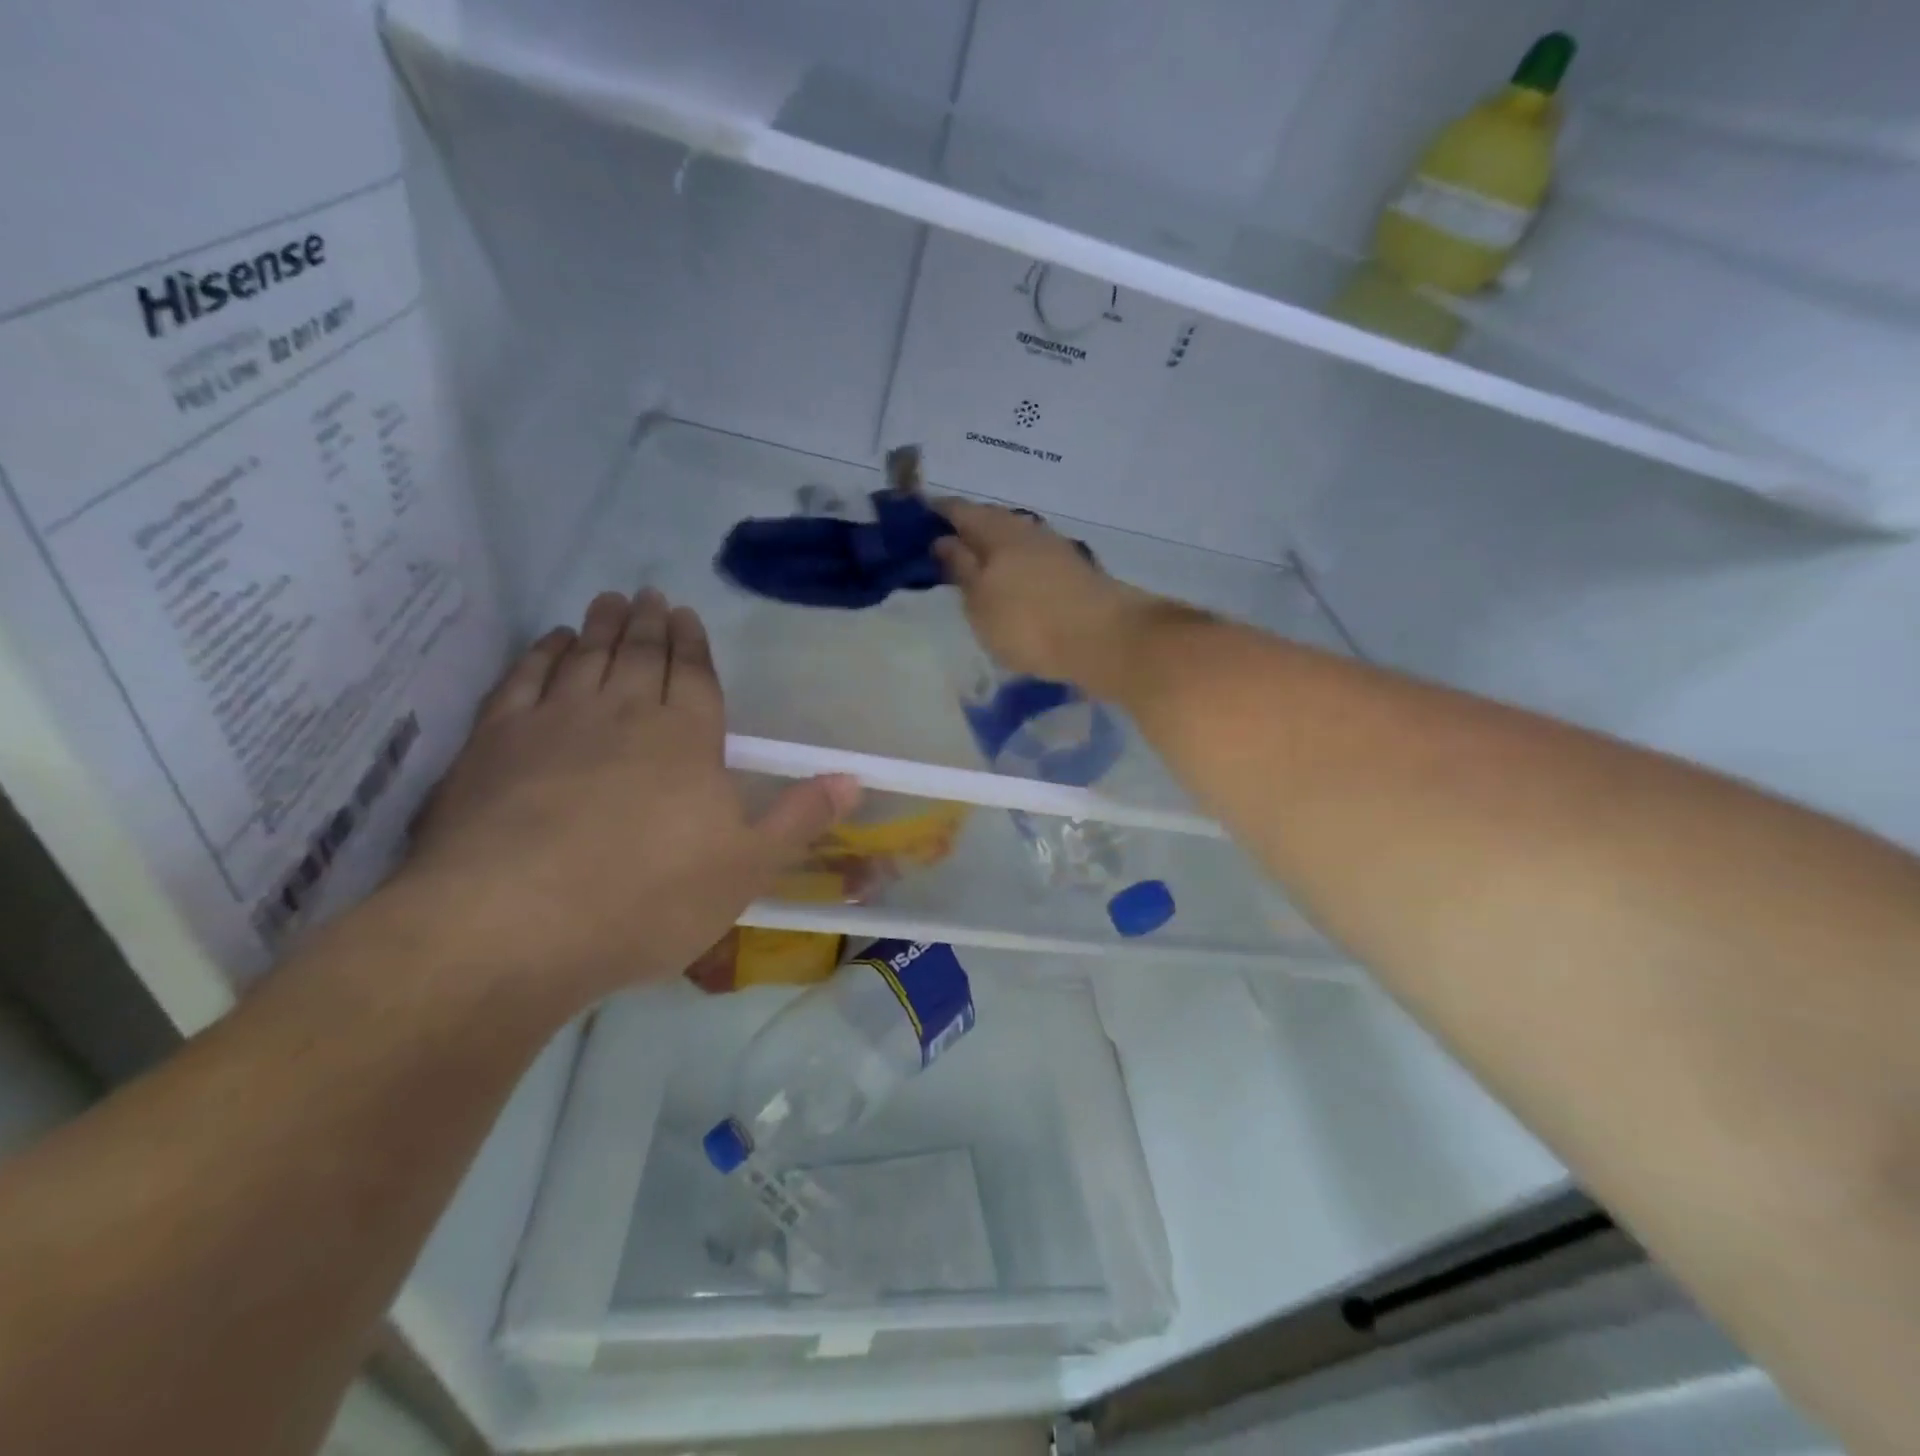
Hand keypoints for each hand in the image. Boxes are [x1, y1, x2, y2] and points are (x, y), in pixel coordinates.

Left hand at [395, 590, 858, 1007]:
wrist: (514, 923)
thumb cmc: (648, 898)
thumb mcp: (747, 868)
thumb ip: (800, 818)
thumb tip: (854, 778)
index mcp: (687, 738)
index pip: (693, 675)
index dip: (692, 644)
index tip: (686, 614)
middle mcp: (623, 713)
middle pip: (639, 655)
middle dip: (647, 624)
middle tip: (648, 595)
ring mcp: (554, 722)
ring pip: (584, 657)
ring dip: (598, 627)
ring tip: (606, 602)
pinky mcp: (494, 742)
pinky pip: (523, 679)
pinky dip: (539, 654)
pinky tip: (547, 643)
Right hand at [933, 499, 1164, 692]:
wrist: (1105, 640)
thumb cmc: (1029, 622)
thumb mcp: (980, 601)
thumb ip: (960, 568)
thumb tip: (944, 540)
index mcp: (998, 531)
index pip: (960, 510)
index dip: (937, 511)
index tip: (917, 517)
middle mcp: (1028, 531)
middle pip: (991, 522)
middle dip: (967, 530)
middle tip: (944, 547)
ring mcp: (1056, 550)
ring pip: (1015, 541)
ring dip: (994, 550)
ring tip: (976, 570)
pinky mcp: (1075, 573)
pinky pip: (1033, 560)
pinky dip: (1016, 567)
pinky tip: (1012, 585)